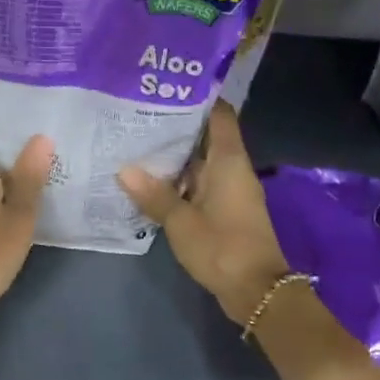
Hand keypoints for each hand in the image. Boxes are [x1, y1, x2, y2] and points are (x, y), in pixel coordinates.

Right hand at [118, 101, 290, 324]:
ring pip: (200, 164)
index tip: (168, 88)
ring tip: (135, 145)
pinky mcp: (225, 212)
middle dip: (175, 128)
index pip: (220, 115)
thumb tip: (123, 169)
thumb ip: (154, 194)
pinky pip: (199, 186)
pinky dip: (179, 182)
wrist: (256, 291)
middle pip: (206, 138)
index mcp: (229, 161)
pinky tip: (149, 183)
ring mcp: (229, 192)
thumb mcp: (181, 221)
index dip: (199, 98)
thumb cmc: (222, 247)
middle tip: (137, 116)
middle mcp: (232, 170)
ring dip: (174, 158)